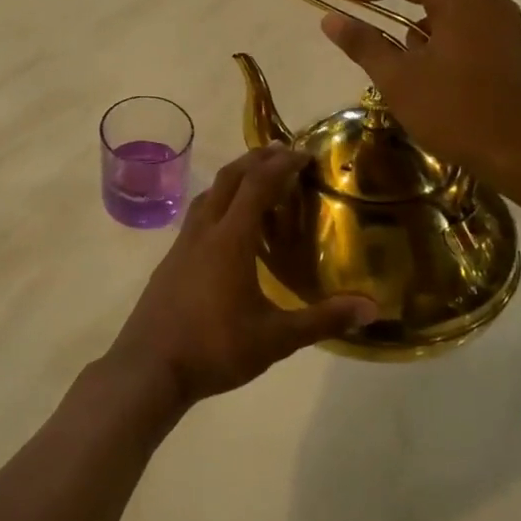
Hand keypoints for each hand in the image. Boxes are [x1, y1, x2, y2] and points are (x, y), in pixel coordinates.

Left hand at [101, 146, 375, 414]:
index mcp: (230, 239)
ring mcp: (181, 246)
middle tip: (281, 153)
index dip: (281, 165)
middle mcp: (203, 232)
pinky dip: (217, 205)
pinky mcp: (170, 262)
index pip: (257, 186)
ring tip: (255, 182)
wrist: (149, 367)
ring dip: (232, 180)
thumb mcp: (276, 339)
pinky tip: (226, 230)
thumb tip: (371, 308)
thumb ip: (322, 320)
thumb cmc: (215, 348)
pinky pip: (197, 218)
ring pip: (207, 196)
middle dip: (255, 160)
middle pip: (227, 179)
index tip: (303, 153)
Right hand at [320, 0, 520, 202]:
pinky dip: (438, 41)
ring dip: (415, 29)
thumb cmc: (457, 113)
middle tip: (357, 20)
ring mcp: (504, 22)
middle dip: (389, 6)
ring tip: (396, 64)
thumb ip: (363, 44)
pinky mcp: (510, 46)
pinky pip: (463, 29)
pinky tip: (428, 74)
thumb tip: (330, 18)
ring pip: (444, 12)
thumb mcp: (398, 79)